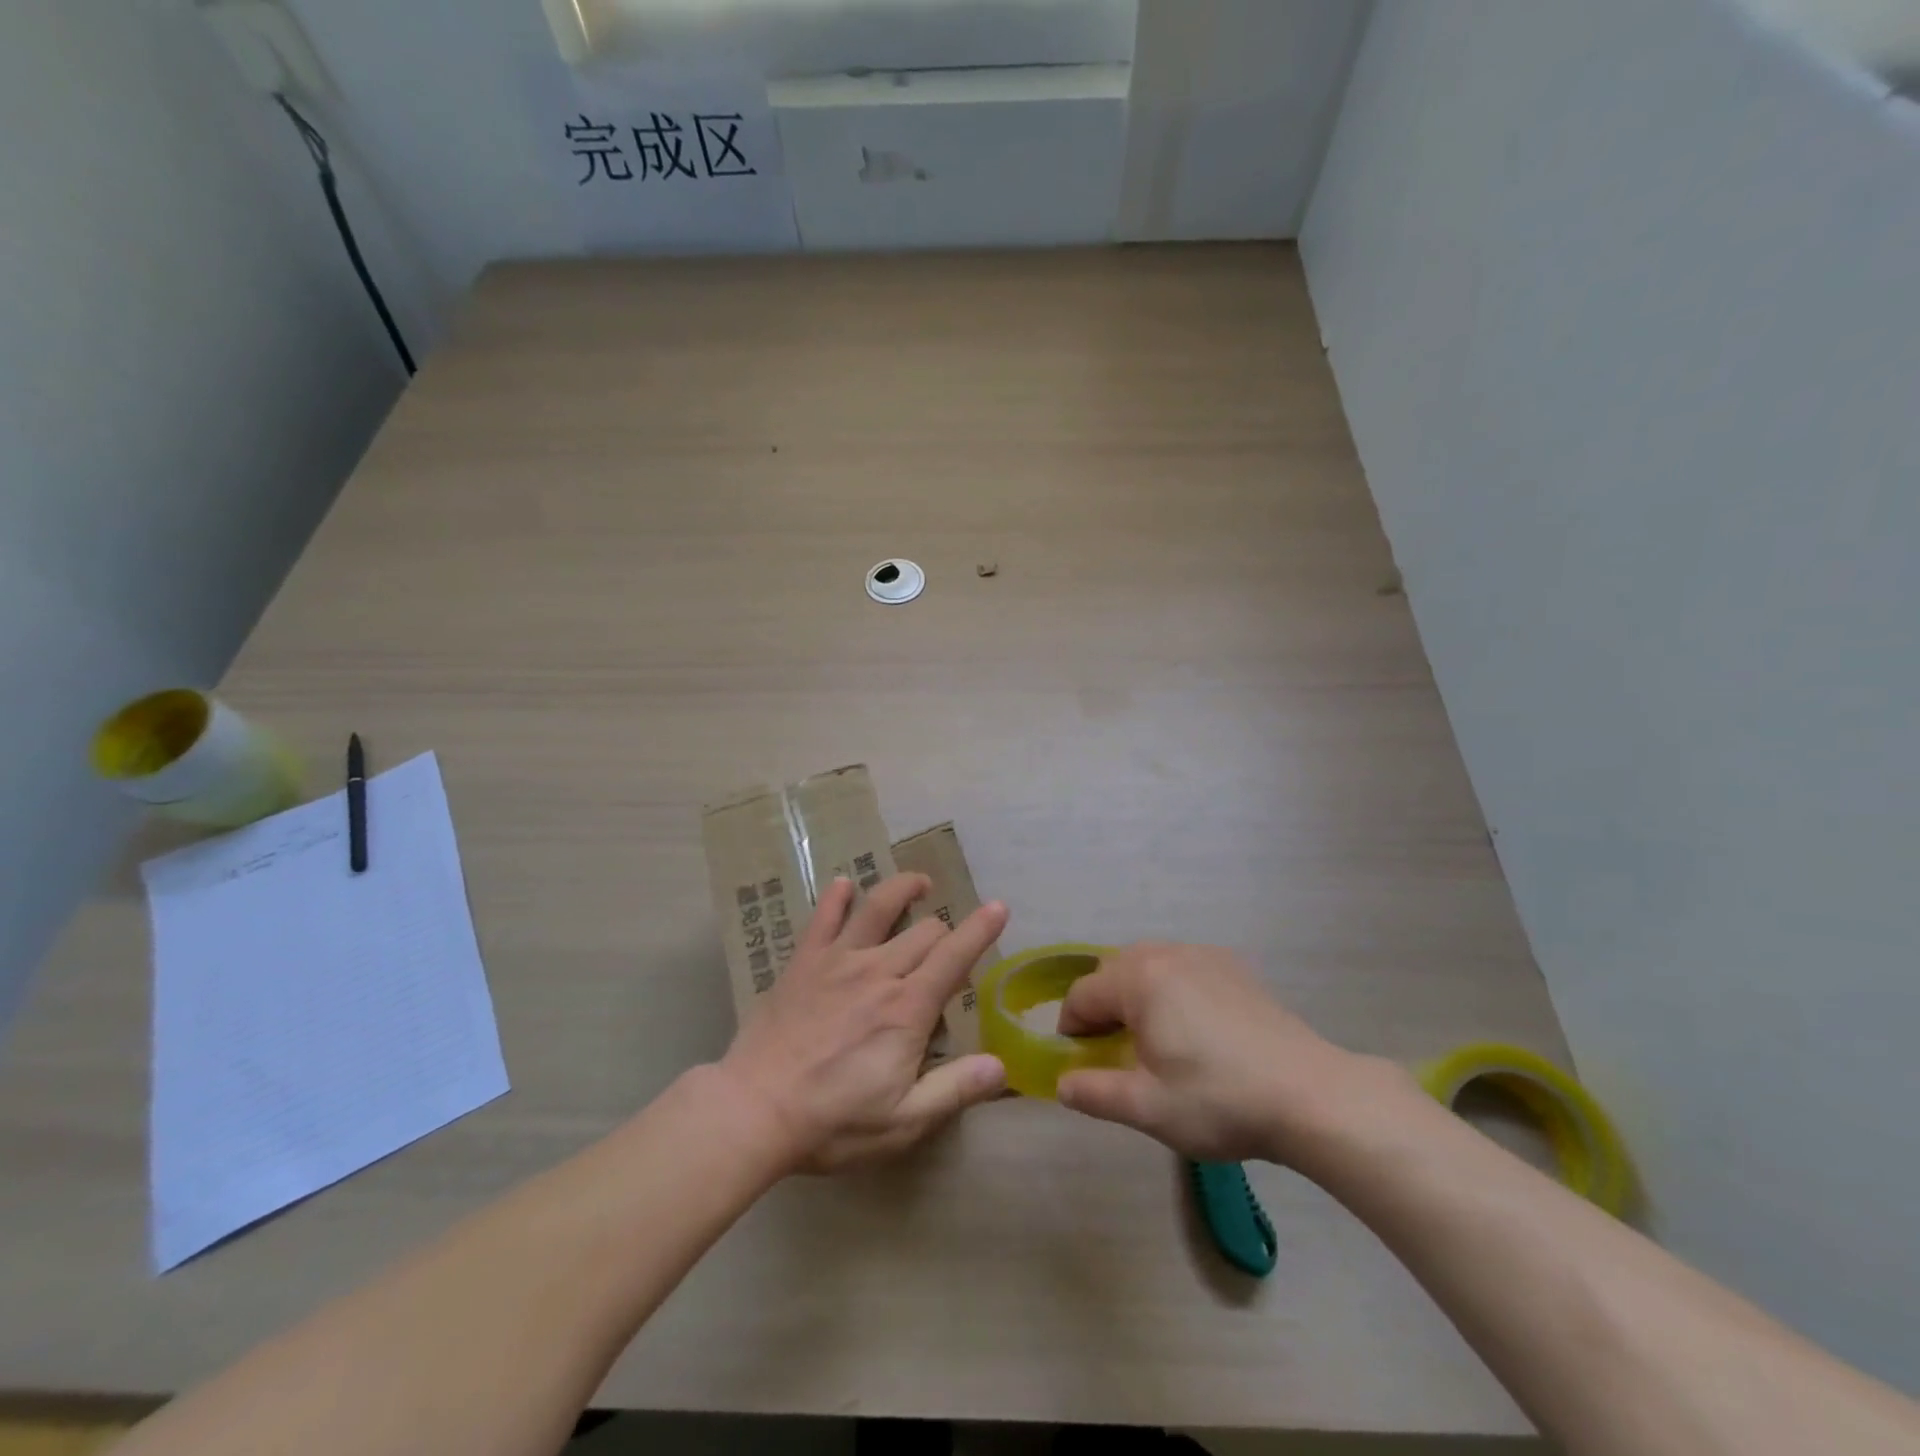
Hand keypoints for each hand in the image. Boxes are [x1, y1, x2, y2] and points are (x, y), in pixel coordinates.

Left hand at [716, 873, 1008, 1172]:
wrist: (753, 1110)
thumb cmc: (832, 1122)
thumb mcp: (903, 1122)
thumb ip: (954, 1090)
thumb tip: (1002, 1066)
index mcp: (907, 1008)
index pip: (955, 956)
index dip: (981, 929)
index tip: (999, 907)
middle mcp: (878, 972)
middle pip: (923, 931)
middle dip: (945, 930)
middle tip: (948, 943)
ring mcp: (837, 961)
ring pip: (878, 908)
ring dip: (902, 889)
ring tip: (919, 883)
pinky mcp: (804, 962)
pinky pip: (822, 918)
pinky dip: (836, 897)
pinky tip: (843, 884)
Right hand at [1055, 942, 1407, 1164]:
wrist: (1310, 1095)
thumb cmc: (1219, 1100)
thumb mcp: (1148, 1108)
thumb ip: (1094, 1093)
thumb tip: (1062, 1084)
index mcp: (1139, 980)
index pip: (1082, 995)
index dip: (1071, 1029)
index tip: (1080, 1062)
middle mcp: (1167, 954)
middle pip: (1113, 970)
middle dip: (1102, 1005)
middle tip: (1114, 1051)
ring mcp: (1205, 956)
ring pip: (1149, 963)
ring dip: (1136, 993)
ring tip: (1153, 1038)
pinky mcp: (1235, 967)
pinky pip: (1184, 966)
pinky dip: (1171, 987)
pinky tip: (1194, 1027)